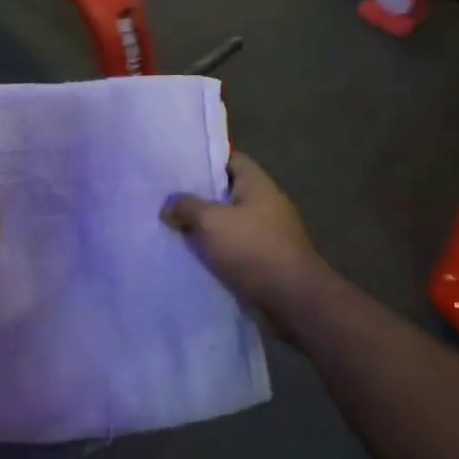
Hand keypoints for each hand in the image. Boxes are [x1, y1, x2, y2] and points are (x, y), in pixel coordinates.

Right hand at [162, 153, 323, 322]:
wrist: (292, 299)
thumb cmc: (253, 248)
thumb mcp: (211, 221)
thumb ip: (186, 207)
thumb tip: (168, 206)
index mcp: (258, 184)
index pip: (231, 159)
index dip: (205, 160)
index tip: (178, 168)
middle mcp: (265, 203)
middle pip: (227, 192)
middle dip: (199, 196)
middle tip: (166, 199)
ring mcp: (268, 232)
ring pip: (228, 222)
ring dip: (205, 227)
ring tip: (172, 227)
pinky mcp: (265, 259)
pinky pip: (234, 247)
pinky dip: (216, 250)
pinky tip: (192, 255)